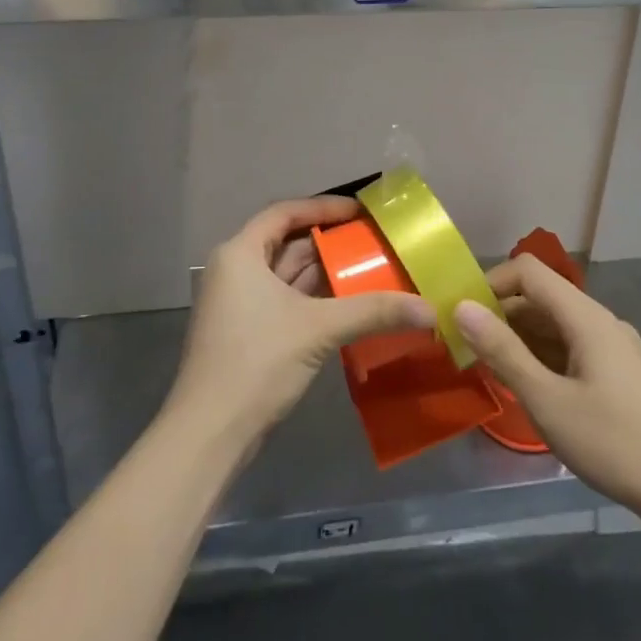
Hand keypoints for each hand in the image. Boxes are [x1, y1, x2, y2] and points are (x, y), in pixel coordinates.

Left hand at [168, 196, 433, 442]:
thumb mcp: (318, 328)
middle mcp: (236, 270)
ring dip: (326, 274)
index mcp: (240, 253)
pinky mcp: (248, 333)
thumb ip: (373, 311)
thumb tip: (430, 309)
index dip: (324, 208)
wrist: (210, 433)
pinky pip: (287, 302)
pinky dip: (316, 300)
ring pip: (288, 276)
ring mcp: (239, 304)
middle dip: (331, 244)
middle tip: (375, 243)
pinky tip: (350, 306)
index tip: (361, 211)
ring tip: (372, 270)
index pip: (285, 213)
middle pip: (288, 244)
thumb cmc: (257, 361)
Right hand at [456, 256, 640, 520]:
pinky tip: (529, 390)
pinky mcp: (620, 375)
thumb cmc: (616, 444)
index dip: (490, 283)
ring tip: (489, 371)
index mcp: (585, 316)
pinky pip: (571, 349)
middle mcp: (600, 321)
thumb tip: (462, 307)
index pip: (528, 271)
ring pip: (555, 326)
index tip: (460, 315)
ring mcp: (613, 348)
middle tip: (466, 348)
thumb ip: (503, 352)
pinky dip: (542, 358)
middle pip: (541, 297)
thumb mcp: (548, 401)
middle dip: (500, 315)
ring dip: (519, 339)